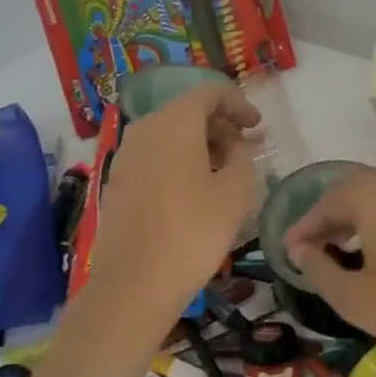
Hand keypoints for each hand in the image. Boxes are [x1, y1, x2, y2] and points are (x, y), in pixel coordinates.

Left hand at [84, 82, 260, 327]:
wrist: (133, 284)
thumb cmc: (192, 233)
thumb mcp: (235, 194)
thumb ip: (243, 158)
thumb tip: (236, 147)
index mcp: (174, 123)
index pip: (209, 92)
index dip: (238, 103)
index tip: (257, 126)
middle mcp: (144, 129)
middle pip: (187, 111)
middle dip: (220, 124)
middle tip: (245, 150)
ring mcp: (126, 155)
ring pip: (169, 134)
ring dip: (200, 144)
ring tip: (225, 171)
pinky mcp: (118, 180)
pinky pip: (154, 155)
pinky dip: (179, 160)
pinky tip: (196, 189)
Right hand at [284, 172, 375, 376]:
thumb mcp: (352, 297)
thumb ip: (319, 269)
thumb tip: (301, 250)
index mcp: (372, 199)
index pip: (326, 204)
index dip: (303, 227)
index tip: (287, 251)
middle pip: (350, 195)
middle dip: (325, 221)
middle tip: (307, 250)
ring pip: (374, 203)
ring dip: (349, 224)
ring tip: (333, 255)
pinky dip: (373, 228)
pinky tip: (367, 258)